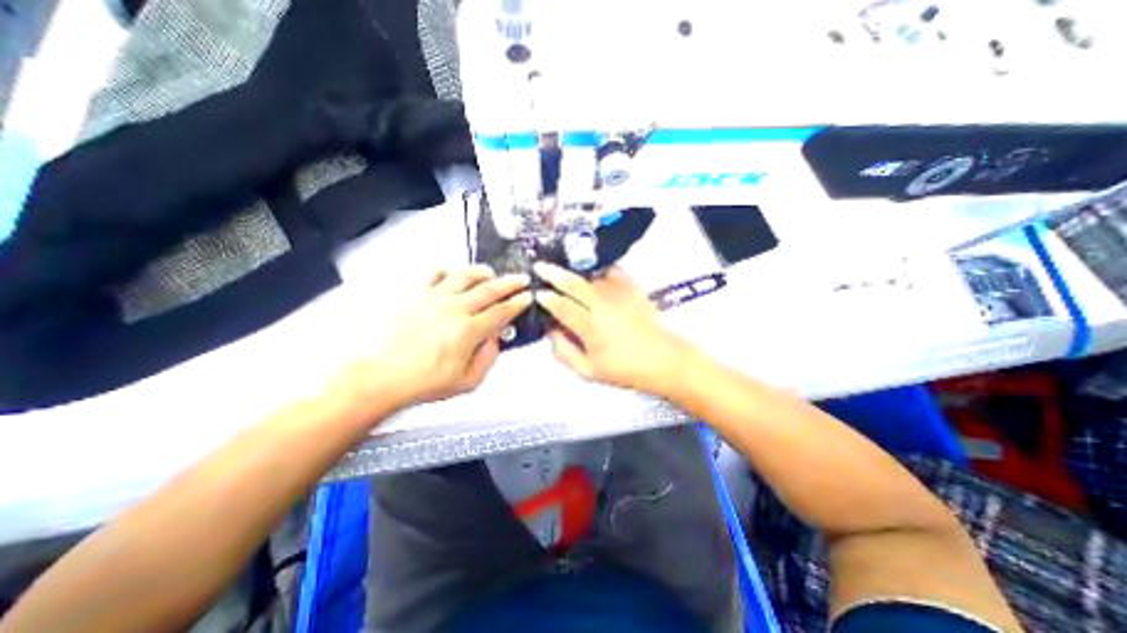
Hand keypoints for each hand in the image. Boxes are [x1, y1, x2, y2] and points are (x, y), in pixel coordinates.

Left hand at [370, 265, 528, 406]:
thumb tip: (496, 337)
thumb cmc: (427, 382)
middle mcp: (455, 308)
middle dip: (510, 282)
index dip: (518, 302)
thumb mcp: (468, 381)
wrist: (383, 376)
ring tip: (491, 273)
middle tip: (522, 278)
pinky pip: (434, 274)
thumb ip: (488, 357)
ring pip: (464, 275)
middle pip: (489, 289)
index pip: (502, 311)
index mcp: (469, 330)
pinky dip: (448, 271)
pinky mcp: (416, 294)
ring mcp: (434, 298)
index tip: (528, 296)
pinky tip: (453, 275)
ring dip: (482, 272)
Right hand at [533, 262, 700, 394]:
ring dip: (574, 272)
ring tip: (562, 271)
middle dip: (553, 273)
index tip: (537, 294)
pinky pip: (611, 271)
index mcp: (591, 328)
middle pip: (574, 284)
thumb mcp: (588, 371)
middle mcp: (603, 306)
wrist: (662, 359)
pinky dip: (598, 270)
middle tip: (540, 267)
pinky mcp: (632, 288)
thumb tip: (551, 332)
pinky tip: (592, 274)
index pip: (562, 306)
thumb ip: (564, 352)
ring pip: (590, 276)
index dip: (546, 298)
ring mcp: (619, 294)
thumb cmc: (624, 369)